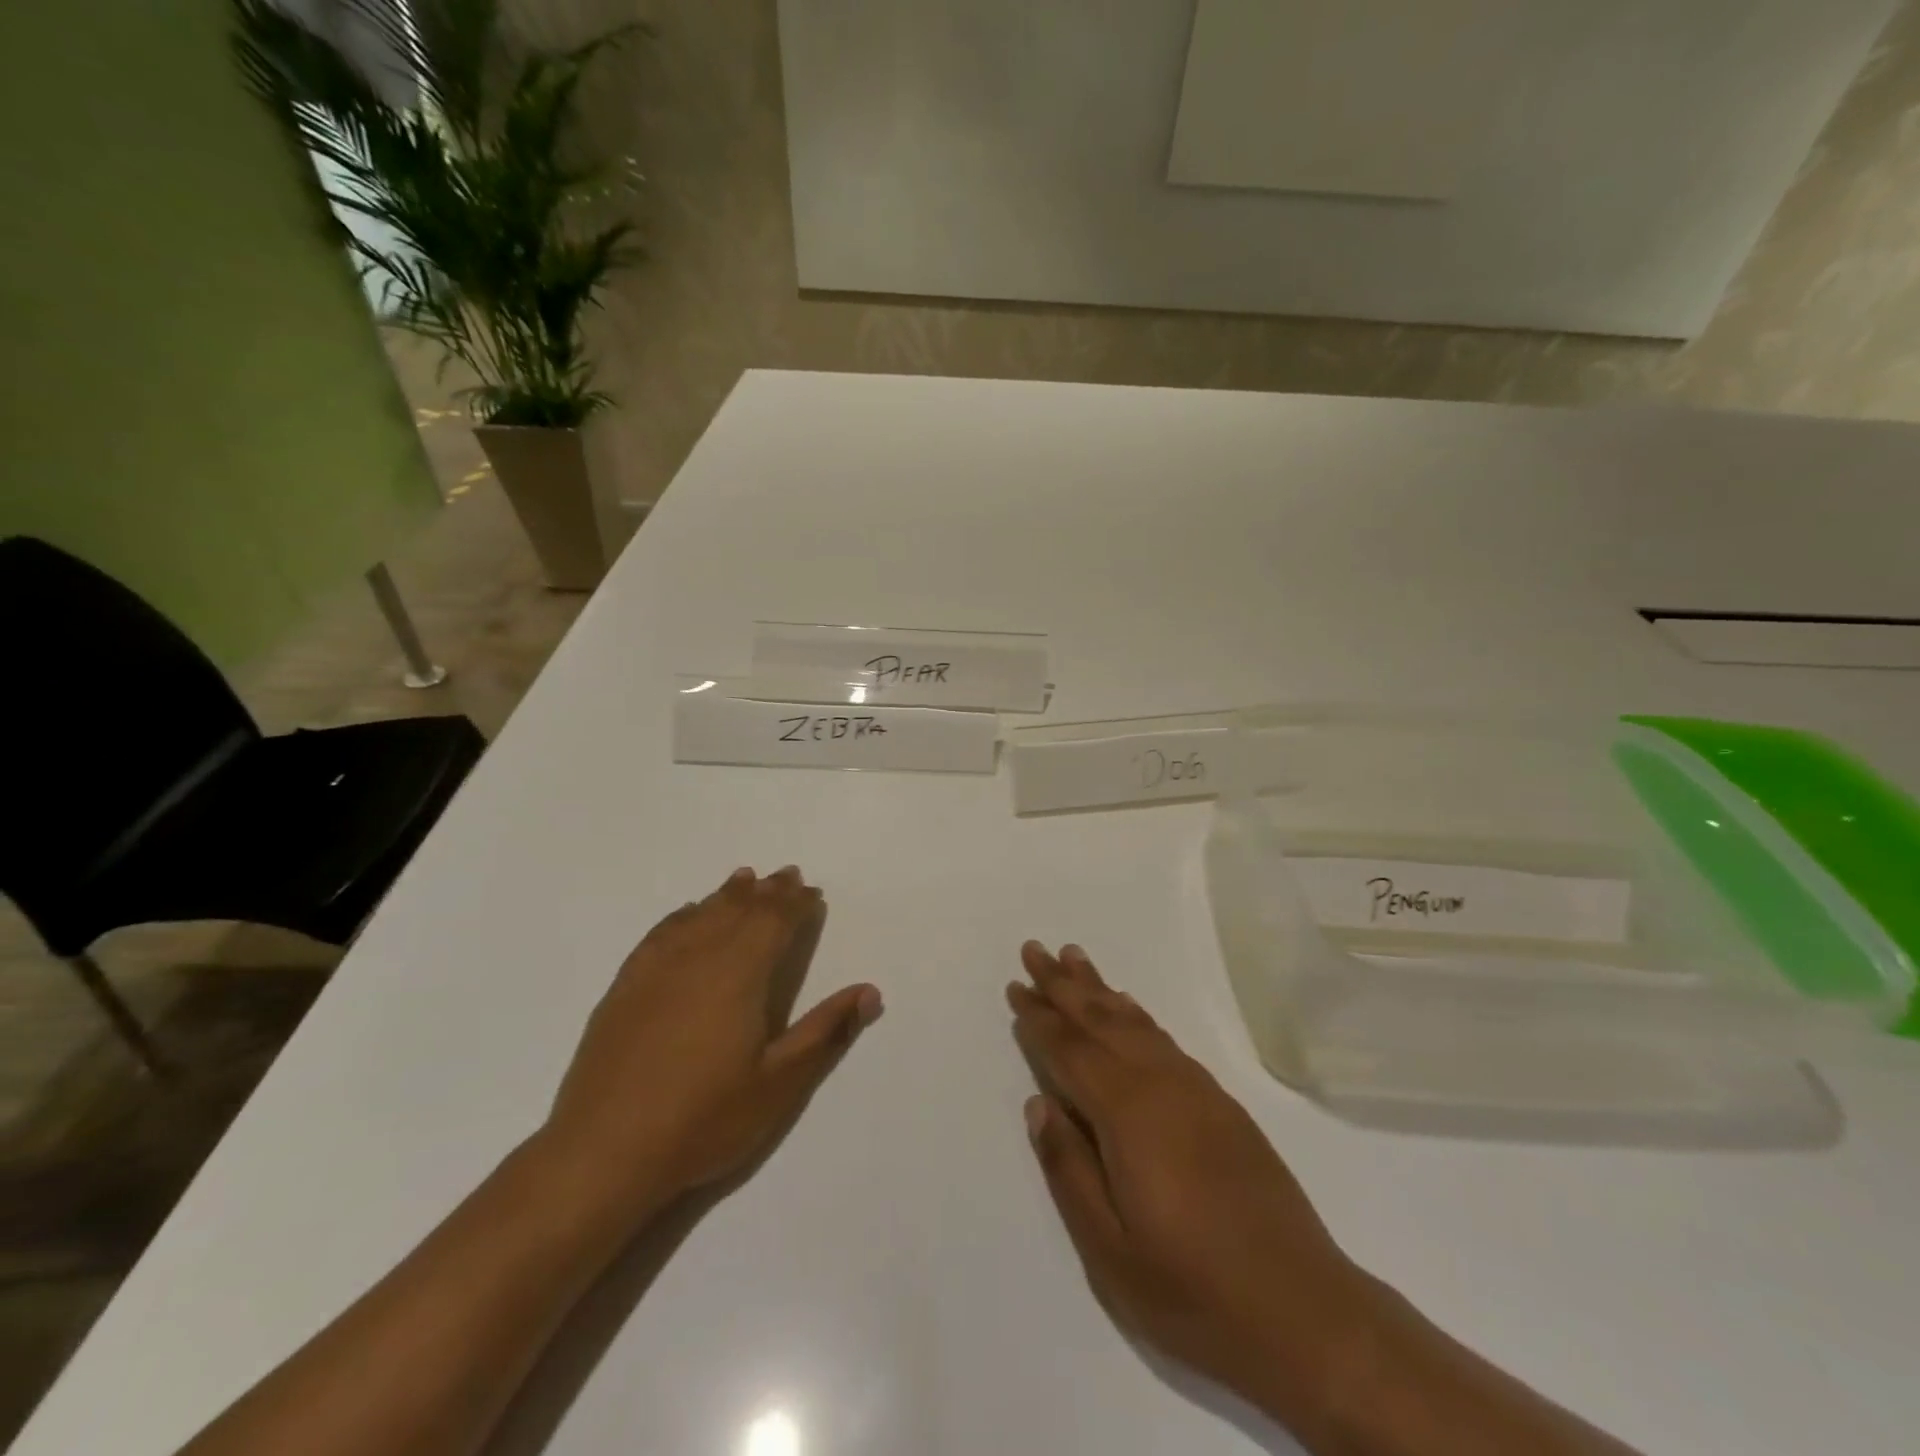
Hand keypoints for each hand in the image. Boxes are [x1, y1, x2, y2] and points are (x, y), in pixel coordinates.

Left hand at [539, 866, 881, 1231]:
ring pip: (700, 915)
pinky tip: (687, 914)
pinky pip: (661, 933)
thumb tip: (870, 992)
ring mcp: (656, 969)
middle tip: (786, 875)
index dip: (795, 904)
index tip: (811, 892)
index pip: (774, 922)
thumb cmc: (704, 1118)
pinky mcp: (625, 987)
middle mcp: (699, 957)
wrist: (604, 1152)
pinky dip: (683, 915)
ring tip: (744, 879)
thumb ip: (826, 1031)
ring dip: (727, 895)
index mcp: (740, 974)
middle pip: (739, 910)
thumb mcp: (779, 1084)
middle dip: (767, 892)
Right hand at [1008, 942, 1376, 1432]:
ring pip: (1135, 1023)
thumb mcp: (1110, 1249)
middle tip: (1036, 949)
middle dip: (1064, 984)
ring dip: (1100, 990)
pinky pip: (1164, 1040)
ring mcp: (1196, 1091)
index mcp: (1128, 1114)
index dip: (1040, 1018)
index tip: (1016, 987)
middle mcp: (1161, 1086)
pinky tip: (1128, 1010)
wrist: (1307, 1313)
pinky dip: (1137, 1016)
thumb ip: (1068, 1168)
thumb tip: (1039, 1103)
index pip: (1071, 1051)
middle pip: (1101, 1020)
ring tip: (1074, 959)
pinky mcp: (1221, 1104)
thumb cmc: (1194, 1291)